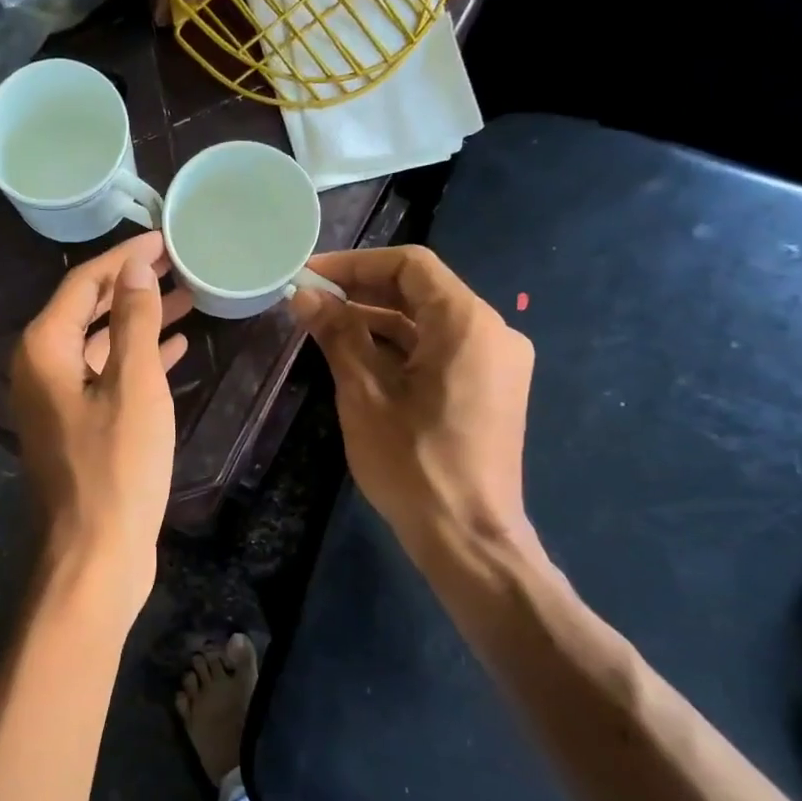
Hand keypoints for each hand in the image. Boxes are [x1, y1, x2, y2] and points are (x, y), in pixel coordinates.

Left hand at [12, 232, 190, 608]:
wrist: (96, 553)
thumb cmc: (117, 466)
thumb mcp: (133, 385)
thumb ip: (132, 320)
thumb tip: (134, 267)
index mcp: (44, 349)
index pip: (83, 284)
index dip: (123, 258)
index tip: (163, 238)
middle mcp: (41, 368)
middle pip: (87, 310)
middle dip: (132, 286)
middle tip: (179, 264)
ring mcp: (57, 400)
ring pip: (100, 344)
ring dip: (138, 321)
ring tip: (185, 298)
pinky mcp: (76, 426)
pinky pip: (106, 377)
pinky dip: (137, 359)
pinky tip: (174, 348)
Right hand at [291, 246, 537, 566]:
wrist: (467, 537)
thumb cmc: (413, 463)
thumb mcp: (364, 394)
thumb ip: (337, 335)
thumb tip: (305, 296)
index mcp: (467, 323)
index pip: (410, 266)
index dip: (356, 264)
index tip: (310, 276)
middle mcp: (492, 332)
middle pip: (422, 291)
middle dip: (363, 291)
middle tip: (310, 300)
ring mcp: (496, 363)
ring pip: (430, 322)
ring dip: (379, 320)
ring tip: (324, 327)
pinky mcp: (490, 390)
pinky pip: (442, 350)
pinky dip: (401, 347)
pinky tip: (359, 357)